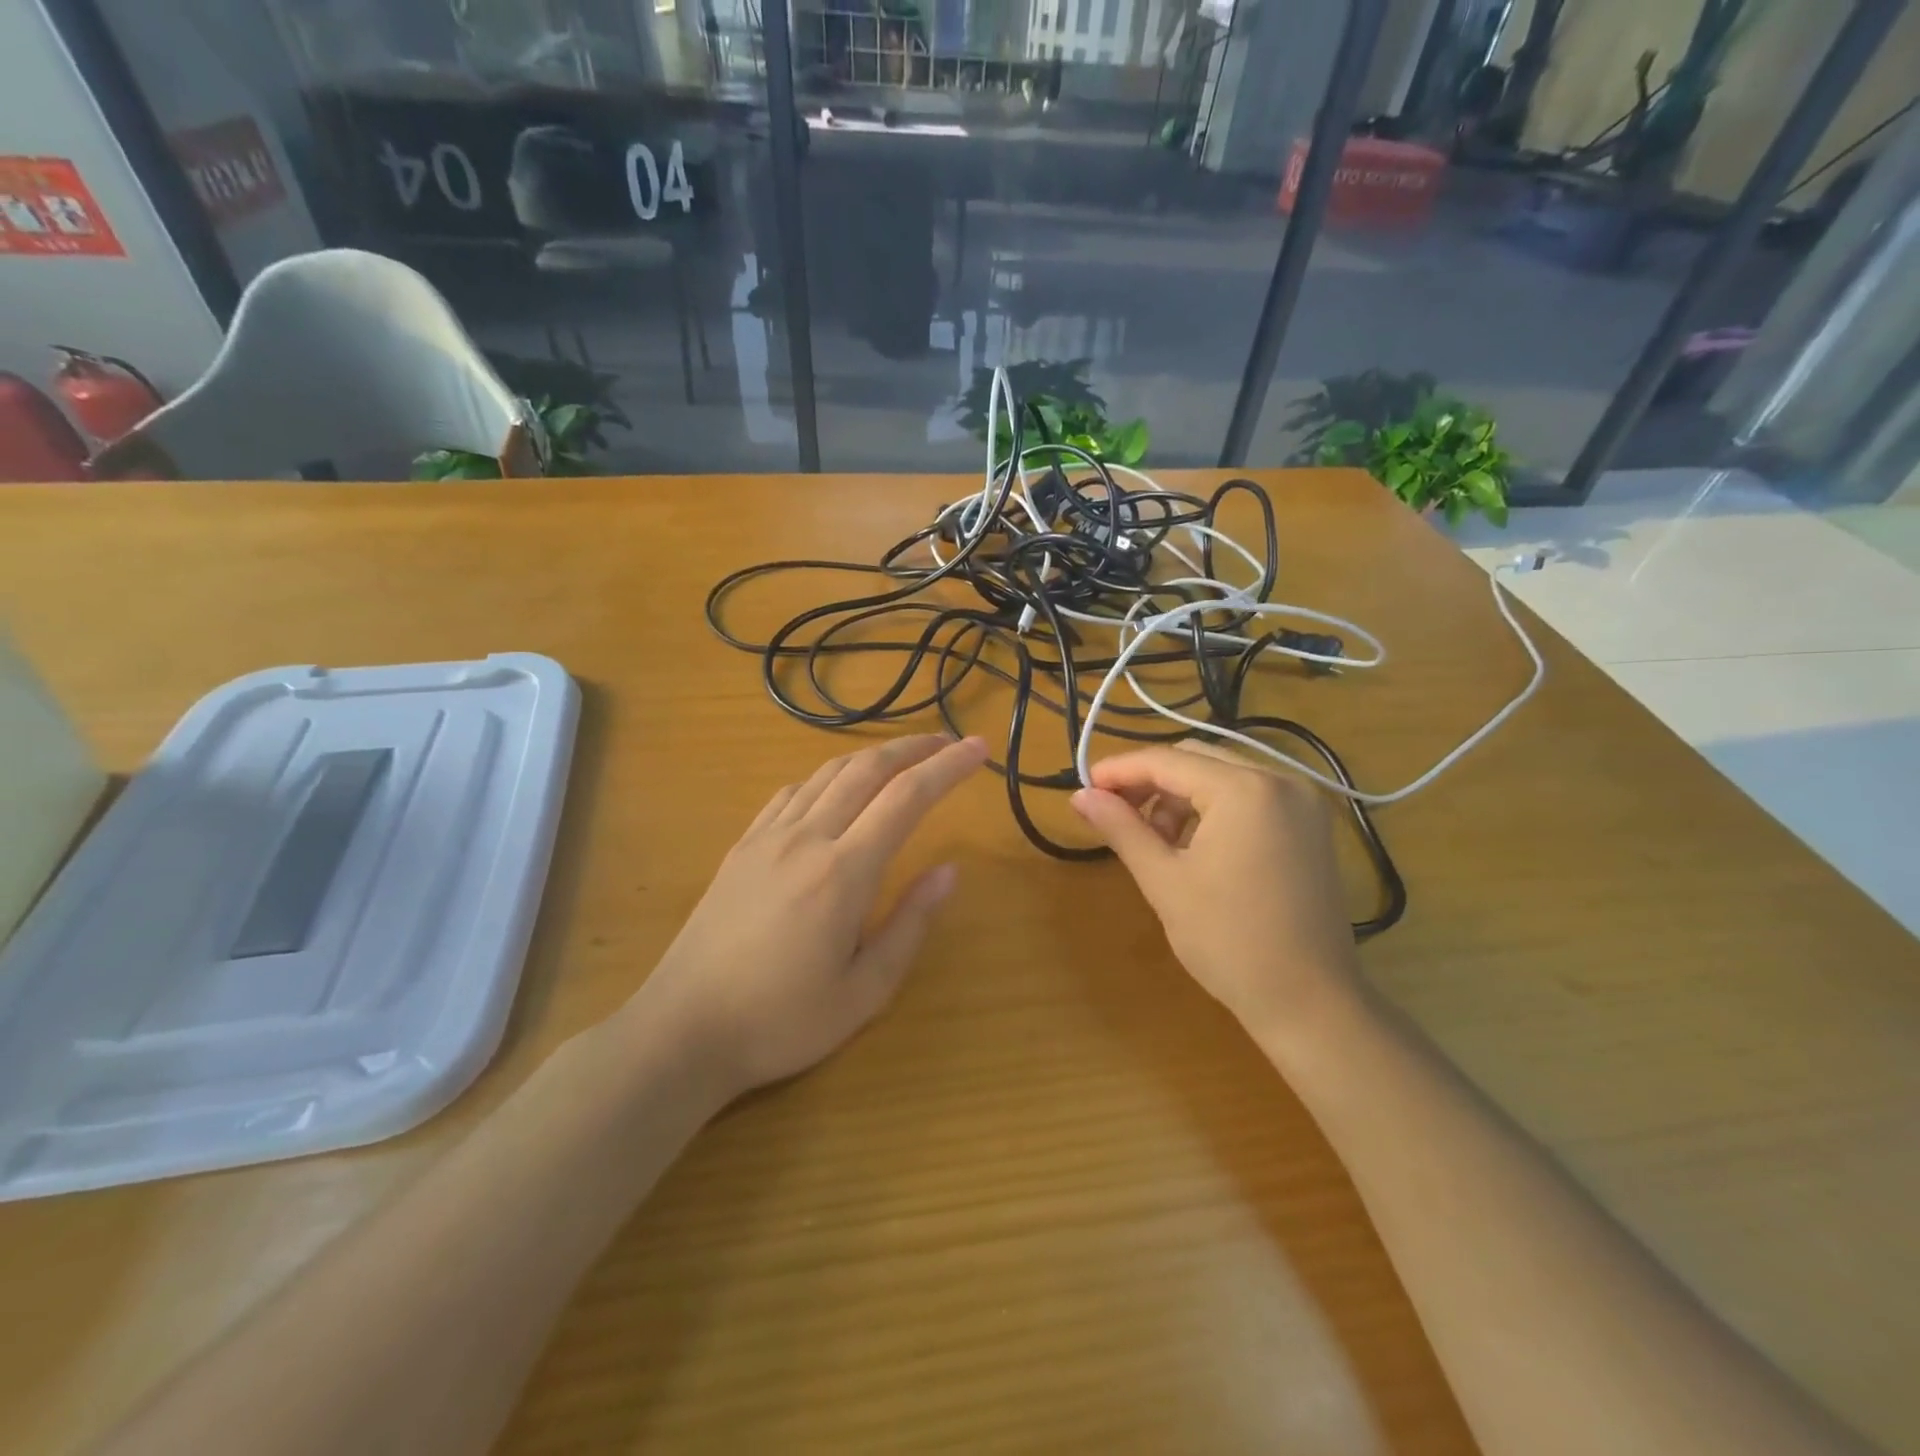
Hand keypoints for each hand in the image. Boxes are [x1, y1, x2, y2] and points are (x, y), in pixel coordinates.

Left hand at [631, 734, 989, 1098]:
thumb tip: (948, 870)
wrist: (683, 1030)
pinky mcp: (743, 846)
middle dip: (914, 748)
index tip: (979, 748)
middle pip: (868, 769)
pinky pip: (792, 792)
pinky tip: (837, 788)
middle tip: (949, 741)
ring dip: (872, 756)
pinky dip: (828, 776)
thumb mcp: (864, 991)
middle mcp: (806, 838)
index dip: (948, 767)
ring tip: (904, 758)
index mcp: (843, 873)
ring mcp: (768, 837)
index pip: (907, 798)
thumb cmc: (782, 1021)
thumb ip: (910, 924)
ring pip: (828, 773)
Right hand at [1070, 741, 1360, 1040]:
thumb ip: (1121, 828)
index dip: (1120, 771)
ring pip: (1224, 775)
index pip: (1167, 761)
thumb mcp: (1164, 881)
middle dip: (1151, 781)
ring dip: (1182, 795)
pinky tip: (1196, 845)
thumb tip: (1079, 796)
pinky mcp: (1312, 825)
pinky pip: (1251, 796)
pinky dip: (1215, 808)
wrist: (1310, 1003)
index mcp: (1244, 789)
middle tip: (1116, 813)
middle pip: (1197, 759)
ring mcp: (1304, 802)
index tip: (1084, 788)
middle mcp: (1281, 779)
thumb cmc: (1228, 941)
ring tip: (1157, 840)